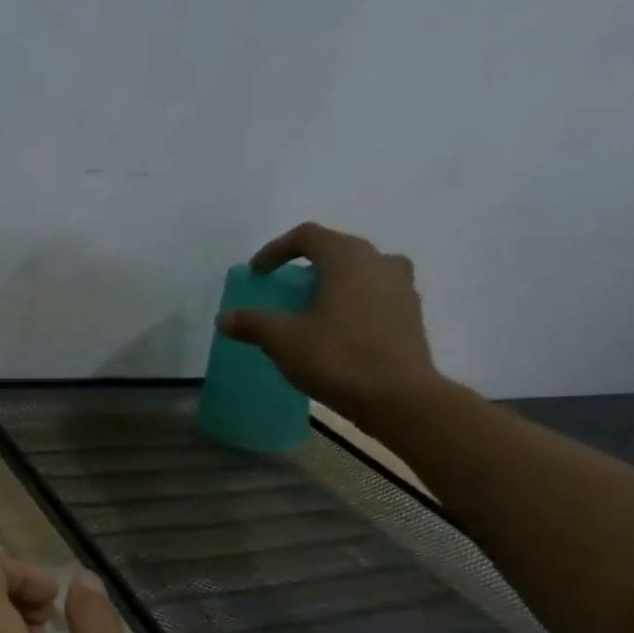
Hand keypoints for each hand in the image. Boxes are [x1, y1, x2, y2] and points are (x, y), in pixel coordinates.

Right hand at [217, 222, 442, 425]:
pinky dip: (350, 304)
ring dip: (331, 285)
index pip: (308, 236)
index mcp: (348, 258)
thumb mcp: (283, 339)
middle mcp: (380, 262)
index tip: (257, 272)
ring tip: (309, 311)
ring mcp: (402, 288)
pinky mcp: (410, 315)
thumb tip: (224, 318)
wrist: (397, 396)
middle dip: (305, 267)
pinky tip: (334, 331)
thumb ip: (252, 323)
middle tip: (282, 290)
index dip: (276, 249)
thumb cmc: (336, 356)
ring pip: (359, 274)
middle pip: (337, 251)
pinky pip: (373, 297)